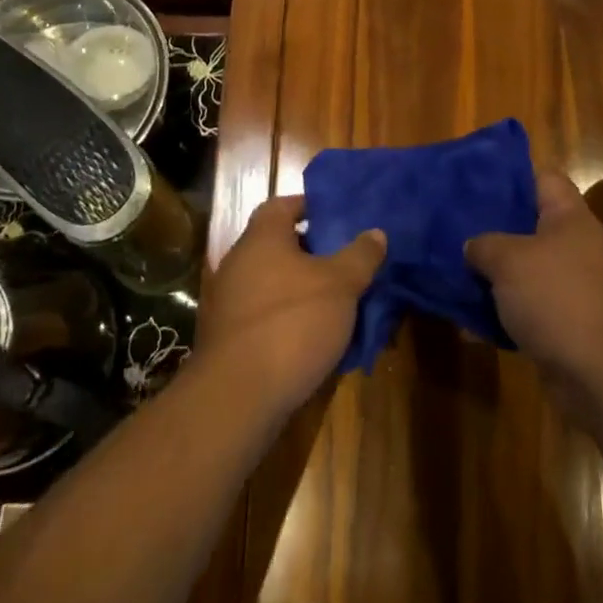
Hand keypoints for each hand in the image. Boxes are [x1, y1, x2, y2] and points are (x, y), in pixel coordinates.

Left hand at [198, 195, 385, 417]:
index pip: (283, 204)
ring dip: (302, 290)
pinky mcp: (227, 338)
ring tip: (338, 303)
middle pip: (278, 245)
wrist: (238, 397)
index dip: (310, 207)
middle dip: (312, 252)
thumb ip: (360, 255)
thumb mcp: (341, 285)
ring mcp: (228, 302)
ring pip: (273, 283)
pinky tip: (314, 338)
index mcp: (262, 237)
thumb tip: (375, 232)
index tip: (338, 217)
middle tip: (346, 262)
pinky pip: (264, 316)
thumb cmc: (292, 323)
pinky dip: (287, 320)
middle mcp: (239, 262)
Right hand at [466, 172, 602, 392]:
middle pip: (531, 224)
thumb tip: (473, 246)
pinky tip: (473, 317)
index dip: (510, 175)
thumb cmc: (558, 299)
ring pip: (528, 269)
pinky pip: (531, 307)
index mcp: (570, 217)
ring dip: (496, 274)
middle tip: (454, 228)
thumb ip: (484, 244)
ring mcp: (576, 287)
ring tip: (455, 271)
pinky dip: (506, 311)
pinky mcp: (570, 324)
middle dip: (494, 228)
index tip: (474, 182)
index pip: (543, 177)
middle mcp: (577, 246)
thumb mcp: (508, 260)